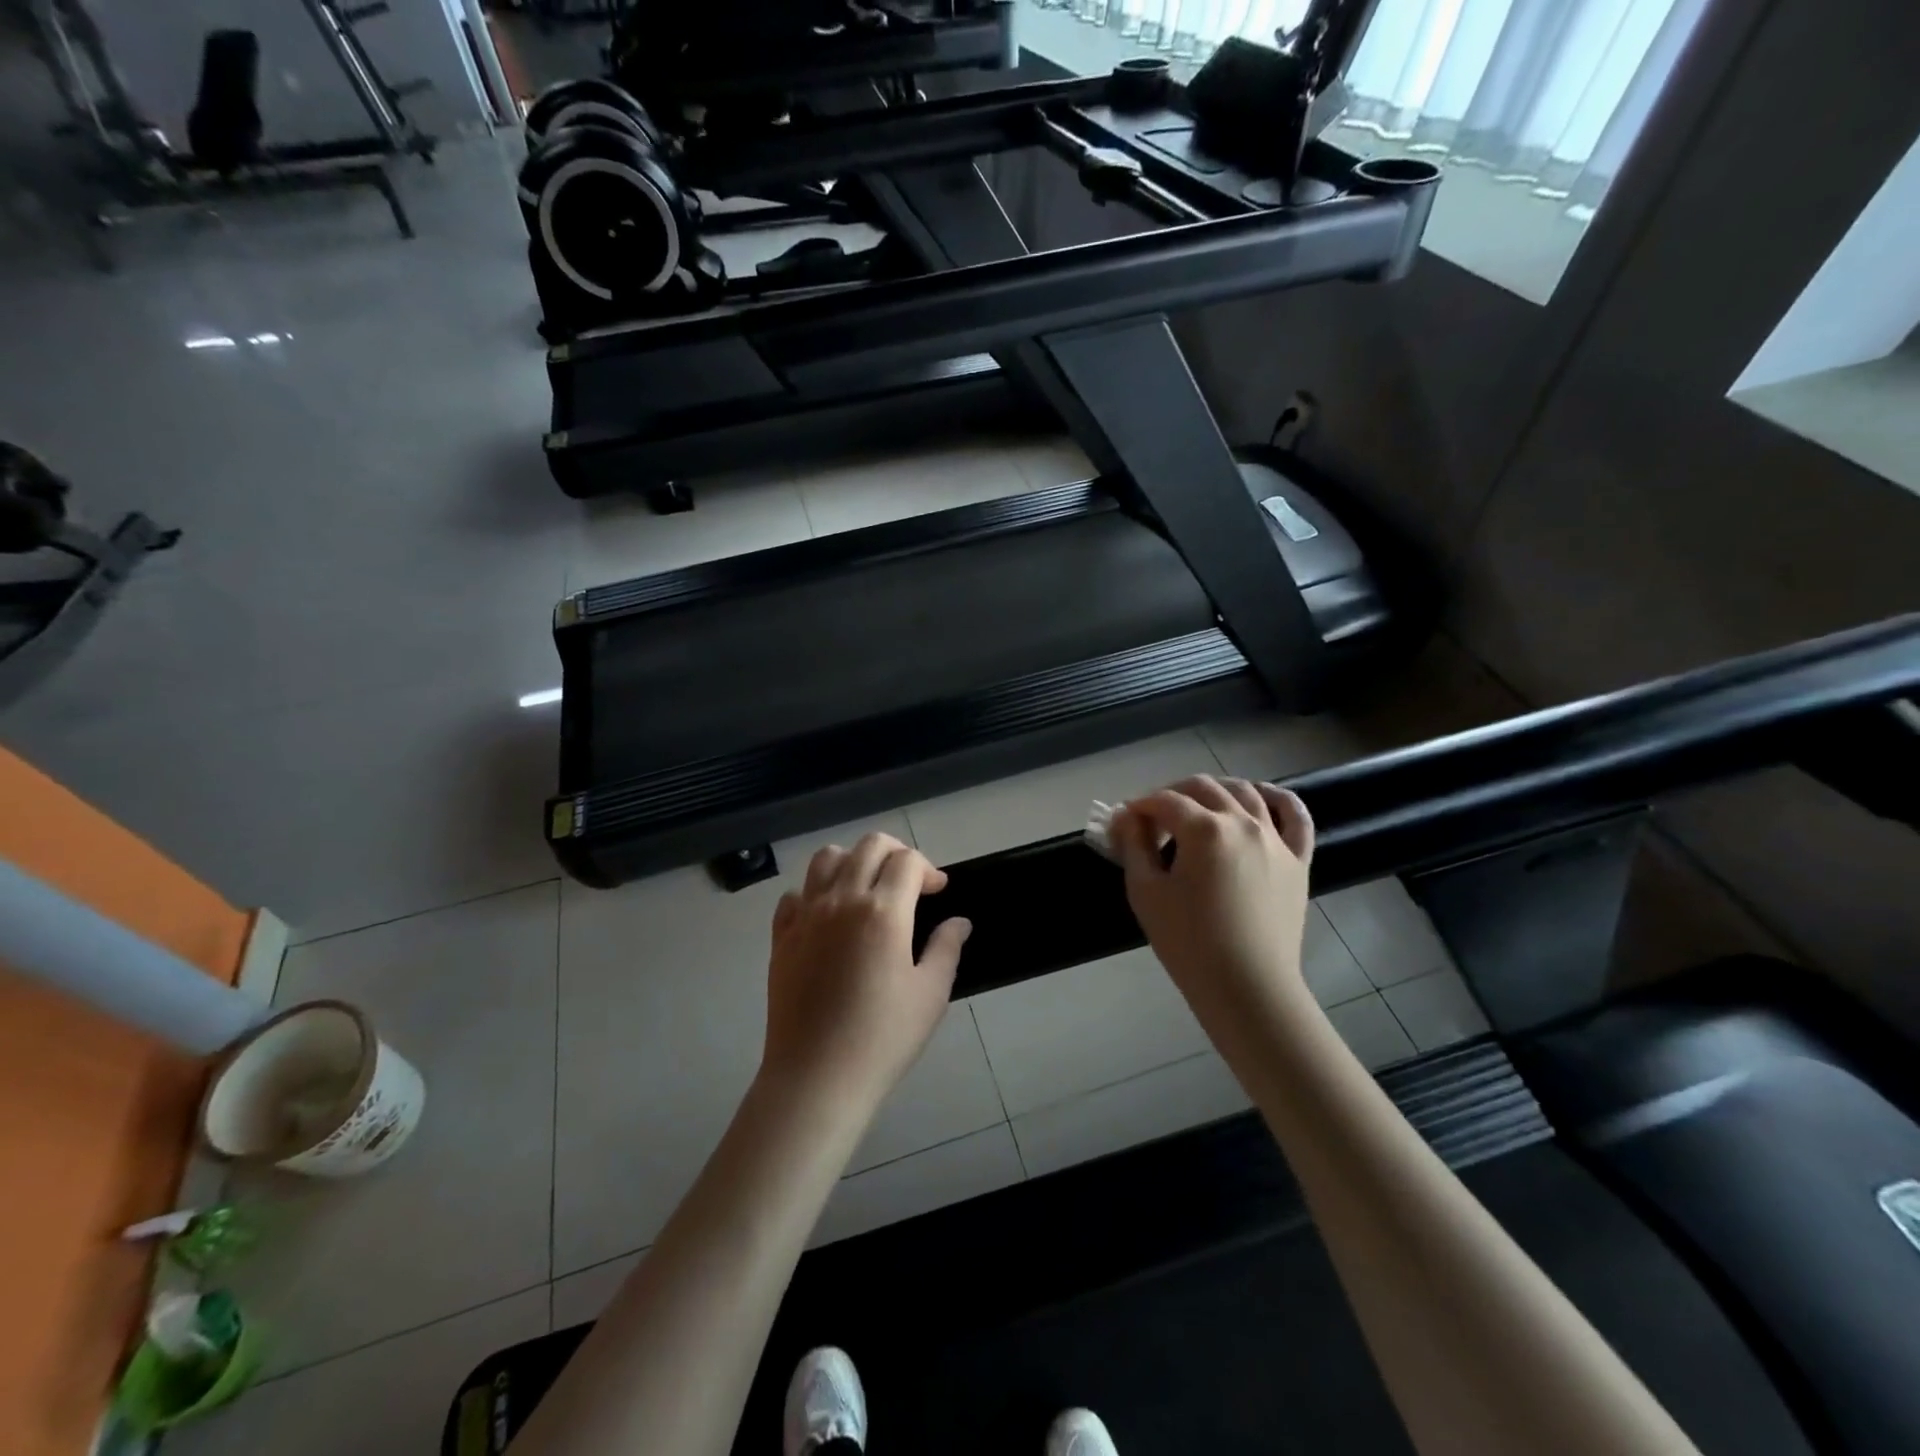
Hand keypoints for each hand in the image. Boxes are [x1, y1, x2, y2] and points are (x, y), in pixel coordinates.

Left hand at [762, 832, 971, 1117]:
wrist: (816, 1077)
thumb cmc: (882, 1037)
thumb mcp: (930, 994)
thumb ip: (946, 948)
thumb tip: (959, 922)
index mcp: (883, 911)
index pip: (908, 861)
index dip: (928, 869)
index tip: (938, 891)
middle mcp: (842, 900)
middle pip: (869, 846)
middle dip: (896, 853)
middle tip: (909, 883)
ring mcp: (806, 915)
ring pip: (826, 858)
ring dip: (853, 861)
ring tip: (867, 889)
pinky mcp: (781, 936)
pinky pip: (795, 894)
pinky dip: (815, 893)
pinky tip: (828, 918)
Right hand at [1110, 776, 1315, 1036]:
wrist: (1248, 987)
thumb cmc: (1188, 942)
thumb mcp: (1146, 891)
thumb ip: (1134, 845)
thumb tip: (1126, 816)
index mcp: (1204, 829)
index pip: (1163, 801)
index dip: (1138, 806)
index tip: (1122, 822)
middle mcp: (1243, 822)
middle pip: (1203, 787)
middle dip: (1172, 793)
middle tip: (1153, 818)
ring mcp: (1275, 838)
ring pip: (1246, 791)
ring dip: (1215, 790)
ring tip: (1198, 806)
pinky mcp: (1298, 859)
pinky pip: (1295, 815)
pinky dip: (1277, 798)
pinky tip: (1261, 797)